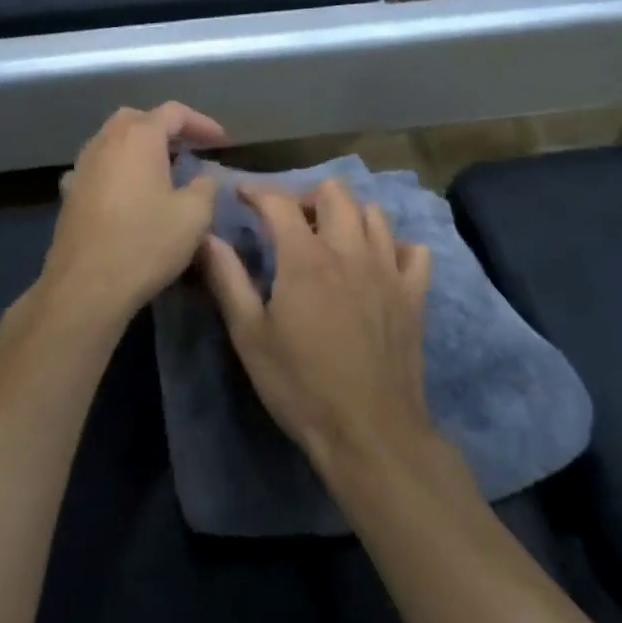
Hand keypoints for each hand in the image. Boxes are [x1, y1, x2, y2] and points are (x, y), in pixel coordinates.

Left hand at [34, 103, 228, 332]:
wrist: (87, 285)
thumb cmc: (146, 243)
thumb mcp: (195, 216)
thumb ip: (206, 187)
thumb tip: (205, 178)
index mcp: (138, 137)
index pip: (174, 112)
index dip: (202, 123)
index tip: (222, 142)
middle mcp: (105, 142)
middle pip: (137, 119)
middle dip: (165, 129)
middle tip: (188, 150)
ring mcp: (82, 167)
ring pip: (113, 142)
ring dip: (139, 149)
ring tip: (162, 171)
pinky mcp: (70, 193)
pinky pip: (98, 168)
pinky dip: (118, 171)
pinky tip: (128, 193)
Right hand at [201, 179, 435, 477]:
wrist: (368, 431)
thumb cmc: (300, 385)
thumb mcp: (249, 335)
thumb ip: (227, 279)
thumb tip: (207, 237)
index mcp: (305, 258)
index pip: (279, 203)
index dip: (257, 192)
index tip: (242, 195)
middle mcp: (351, 251)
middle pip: (335, 193)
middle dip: (307, 196)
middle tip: (289, 221)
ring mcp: (388, 270)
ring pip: (374, 214)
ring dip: (349, 215)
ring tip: (330, 239)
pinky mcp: (414, 295)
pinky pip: (413, 251)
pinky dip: (394, 247)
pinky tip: (377, 265)